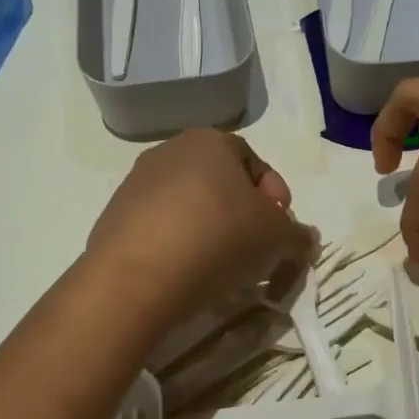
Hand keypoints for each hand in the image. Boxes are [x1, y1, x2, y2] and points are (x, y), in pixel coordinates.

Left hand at [88, 130, 311, 325]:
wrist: (138, 276)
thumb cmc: (219, 238)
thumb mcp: (278, 238)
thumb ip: (298, 236)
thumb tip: (304, 240)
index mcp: (210, 141)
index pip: (254, 161)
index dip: (275, 196)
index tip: (281, 229)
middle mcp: (168, 152)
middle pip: (219, 183)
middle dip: (242, 214)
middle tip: (255, 250)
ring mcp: (135, 184)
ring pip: (188, 206)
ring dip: (209, 231)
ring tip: (220, 267)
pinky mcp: (114, 219)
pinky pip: (160, 229)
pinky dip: (178, 247)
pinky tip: (186, 274)